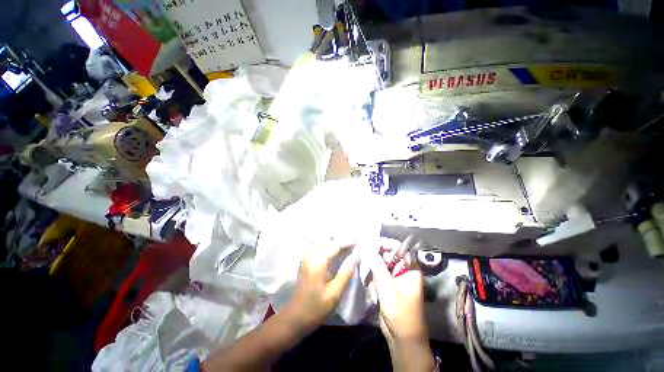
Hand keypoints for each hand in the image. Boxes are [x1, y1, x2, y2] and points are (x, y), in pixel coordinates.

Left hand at [284, 239, 358, 331]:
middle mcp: (311, 255)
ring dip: (332, 240)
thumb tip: (356, 256)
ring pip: (321, 240)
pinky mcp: (304, 260)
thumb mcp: (335, 294)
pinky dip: (325, 243)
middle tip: (352, 243)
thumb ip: (346, 273)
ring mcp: (306, 256)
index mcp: (318, 262)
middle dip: (340, 239)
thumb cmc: (316, 307)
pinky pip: (316, 244)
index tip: (358, 241)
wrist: (295, 316)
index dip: (347, 241)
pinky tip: (332, 249)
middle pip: (327, 239)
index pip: (335, 245)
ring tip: (344, 245)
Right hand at [366, 238, 427, 343]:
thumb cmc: (400, 311)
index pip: (397, 247)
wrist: (402, 338)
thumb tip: (367, 247)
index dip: (384, 244)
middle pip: (386, 256)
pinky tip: (374, 296)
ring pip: (379, 266)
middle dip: (375, 263)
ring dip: (373, 276)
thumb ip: (376, 264)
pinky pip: (377, 276)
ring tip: (373, 290)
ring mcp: (394, 278)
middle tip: (366, 269)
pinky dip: (373, 284)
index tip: (369, 245)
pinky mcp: (388, 286)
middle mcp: (403, 270)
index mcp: (410, 268)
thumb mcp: (387, 286)